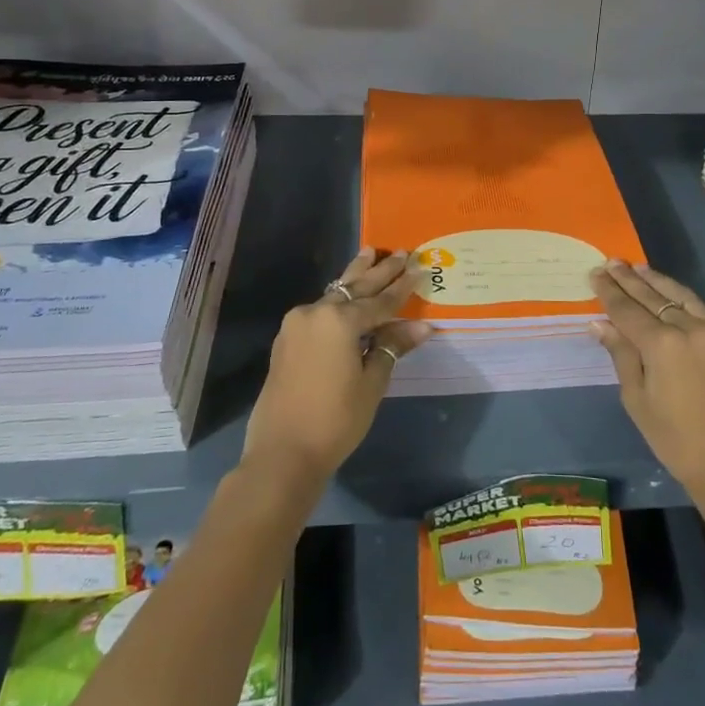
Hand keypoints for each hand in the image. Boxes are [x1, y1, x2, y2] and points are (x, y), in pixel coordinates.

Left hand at [242, 248, 431, 485]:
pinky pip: (319, 310)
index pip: (380, 301)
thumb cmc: (335, 420)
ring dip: (354, 276)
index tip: (418, 268)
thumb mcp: (371, 383)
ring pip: (334, 294)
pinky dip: (338, 299)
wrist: (282, 453)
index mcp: (340, 320)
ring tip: (369, 252)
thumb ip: (392, 347)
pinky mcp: (286, 339)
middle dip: (379, 272)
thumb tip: (422, 326)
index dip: (401, 288)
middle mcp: (316, 312)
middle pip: (355, 288)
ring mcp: (296, 324)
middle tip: (400, 252)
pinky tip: (347, 294)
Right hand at [589, 260, 704, 497]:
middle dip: (629, 279)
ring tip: (638, 269)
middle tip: (611, 262)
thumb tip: (601, 323)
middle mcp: (689, 329)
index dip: (609, 291)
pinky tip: (670, 293)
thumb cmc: (676, 440)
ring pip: (680, 296)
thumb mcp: (638, 401)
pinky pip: (701, 310)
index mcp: (661, 344)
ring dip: (657, 281)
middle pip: (652, 297)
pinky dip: (681, 297)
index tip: (595, 273)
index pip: (627, 310)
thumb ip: (621, 355)